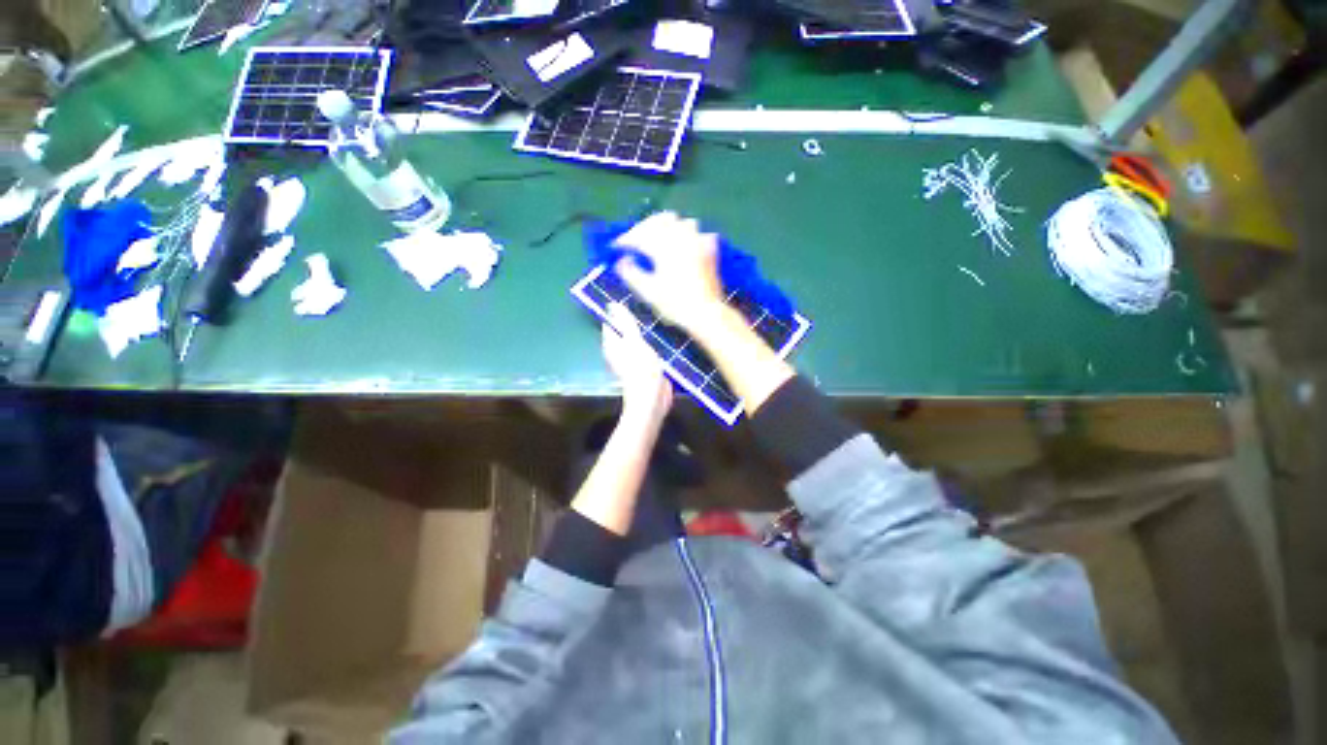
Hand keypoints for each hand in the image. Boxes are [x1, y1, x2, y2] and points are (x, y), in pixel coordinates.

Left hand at [602, 303, 671, 422]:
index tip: (632, 301)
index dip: (619, 311)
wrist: (651, 398)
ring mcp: (631, 360)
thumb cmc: (640, 368)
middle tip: (646, 308)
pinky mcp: (644, 368)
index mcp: (612, 343)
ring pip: (636, 340)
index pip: (612, 322)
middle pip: (624, 331)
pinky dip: (651, 343)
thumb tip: (611, 305)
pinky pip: (646, 350)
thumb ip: (625, 323)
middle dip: (633, 321)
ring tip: (655, 320)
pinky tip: (661, 339)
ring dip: (644, 332)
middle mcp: (619, 351)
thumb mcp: (634, 340)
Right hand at [613, 212, 727, 334]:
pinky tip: (686, 246)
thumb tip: (621, 261)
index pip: (640, 235)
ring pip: (682, 222)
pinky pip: (700, 234)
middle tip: (636, 240)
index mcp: (664, 248)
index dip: (626, 239)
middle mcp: (681, 240)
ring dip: (669, 227)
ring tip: (660, 239)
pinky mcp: (711, 252)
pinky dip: (690, 236)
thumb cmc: (676, 305)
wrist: (707, 313)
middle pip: (660, 221)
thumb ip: (631, 274)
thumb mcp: (649, 292)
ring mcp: (699, 243)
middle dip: (645, 227)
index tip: (618, 246)